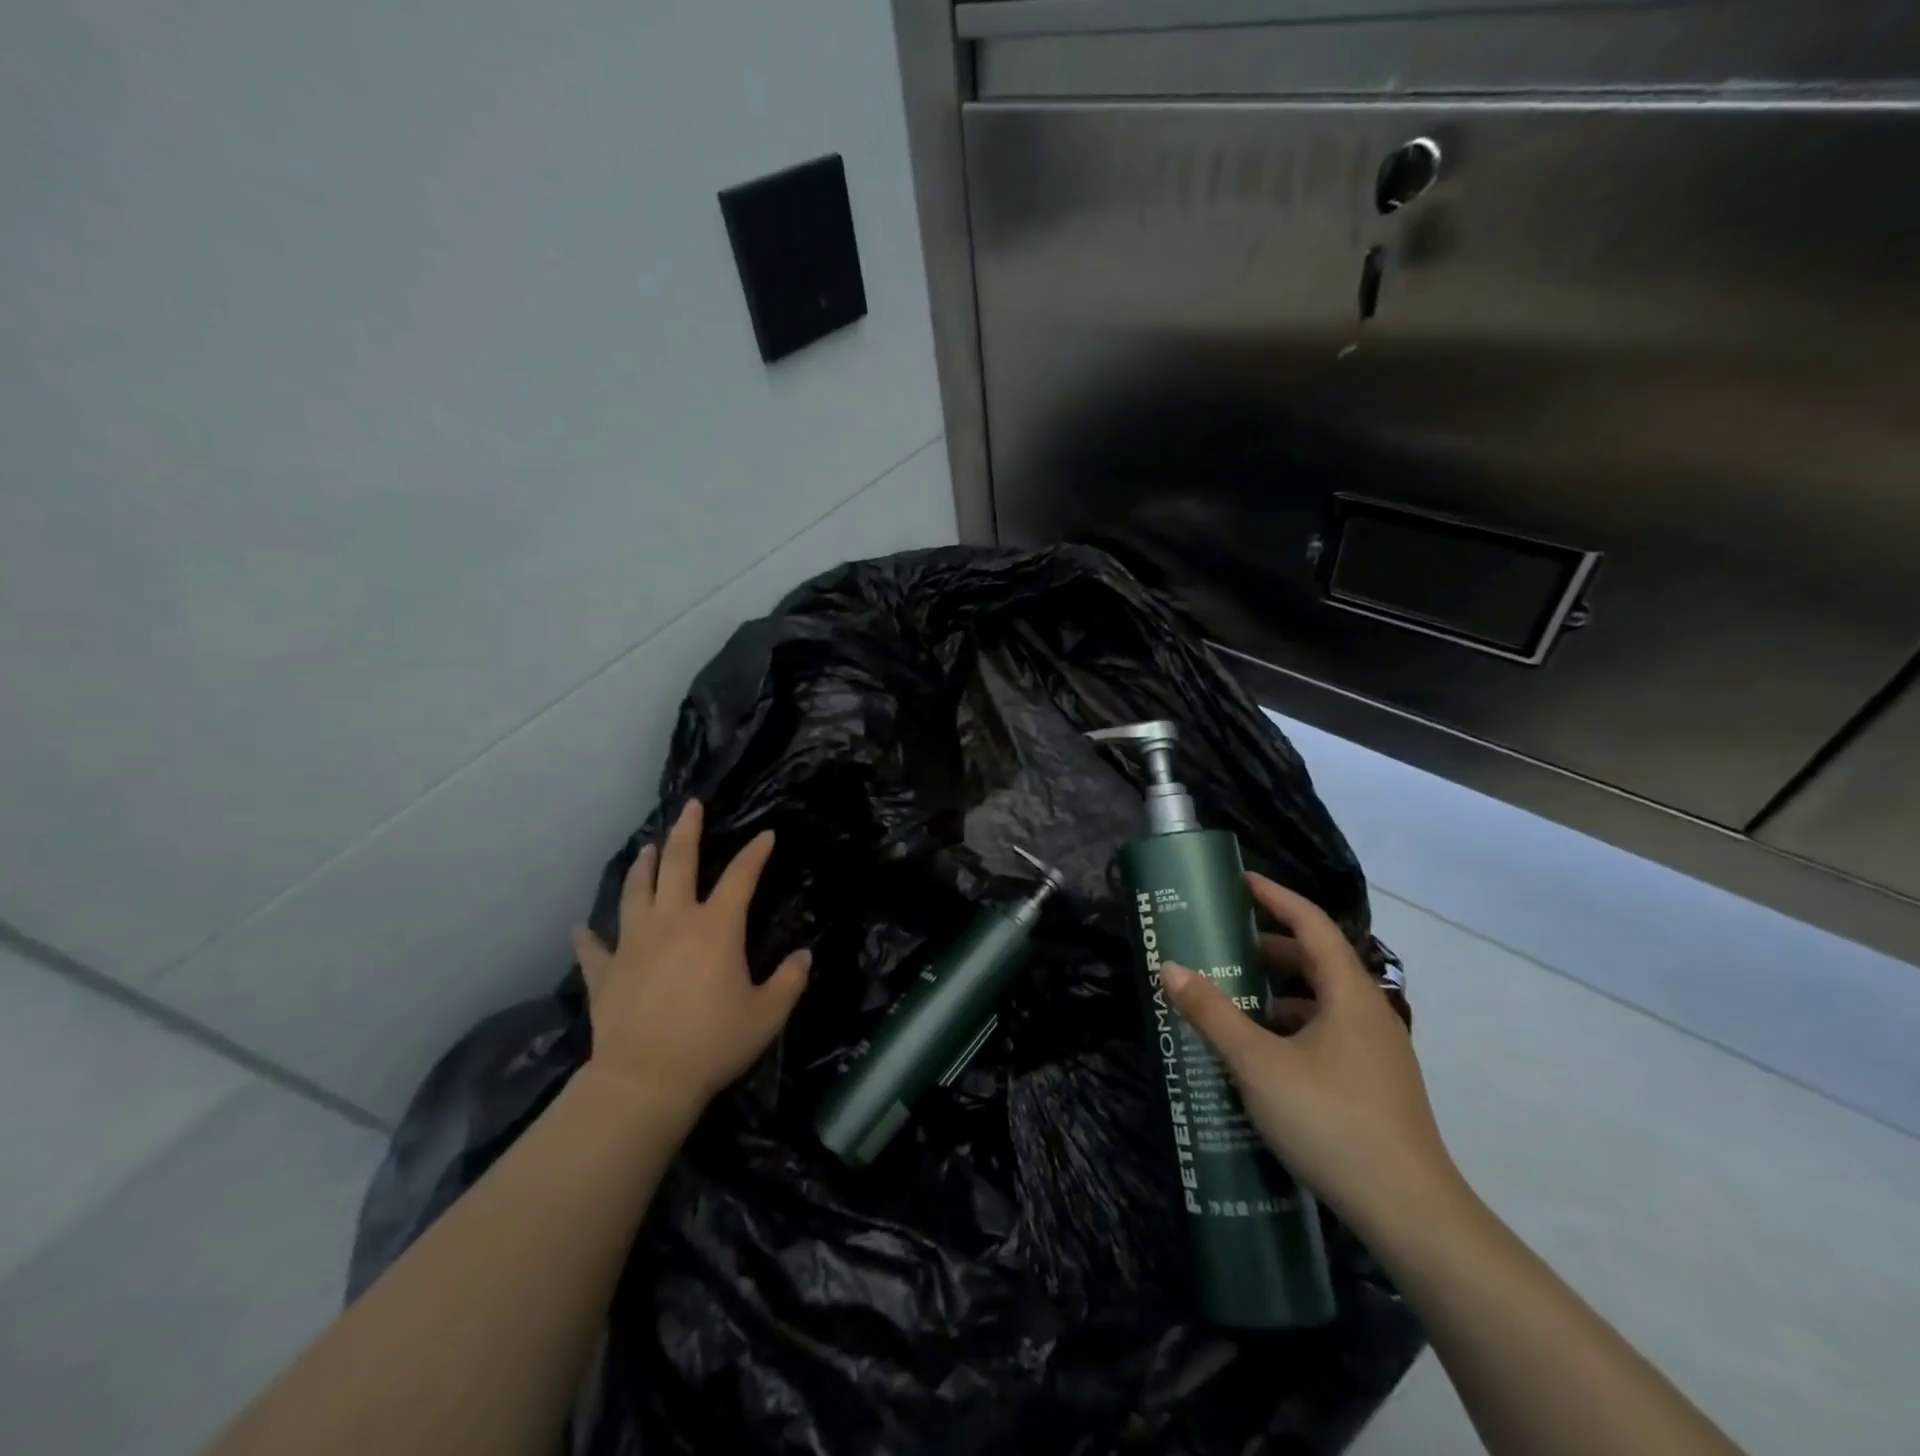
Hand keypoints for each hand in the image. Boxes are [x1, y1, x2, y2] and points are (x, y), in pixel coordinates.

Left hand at [571, 800, 809, 1124]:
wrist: (644, 1081)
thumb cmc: (713, 1043)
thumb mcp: (767, 1014)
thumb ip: (790, 981)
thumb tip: (805, 955)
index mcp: (716, 927)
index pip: (741, 877)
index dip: (755, 853)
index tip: (766, 835)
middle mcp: (673, 922)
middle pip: (678, 864)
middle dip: (687, 831)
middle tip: (690, 806)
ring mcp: (633, 944)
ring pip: (636, 892)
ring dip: (643, 867)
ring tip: (647, 849)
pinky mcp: (605, 972)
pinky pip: (593, 948)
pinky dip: (588, 937)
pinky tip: (582, 928)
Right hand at [1160, 873, 1460, 1240]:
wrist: (1411, 1215)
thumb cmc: (1332, 1121)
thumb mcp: (1259, 1064)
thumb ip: (1213, 1014)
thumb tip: (1170, 968)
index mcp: (1349, 994)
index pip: (1311, 923)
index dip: (1275, 897)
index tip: (1239, 882)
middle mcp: (1368, 1012)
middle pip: (1316, 960)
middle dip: (1267, 947)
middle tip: (1221, 943)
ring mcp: (1376, 1051)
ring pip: (1321, 1001)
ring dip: (1277, 991)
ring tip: (1231, 997)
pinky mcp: (1373, 1084)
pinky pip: (1326, 1033)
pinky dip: (1290, 1026)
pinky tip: (1260, 1052)